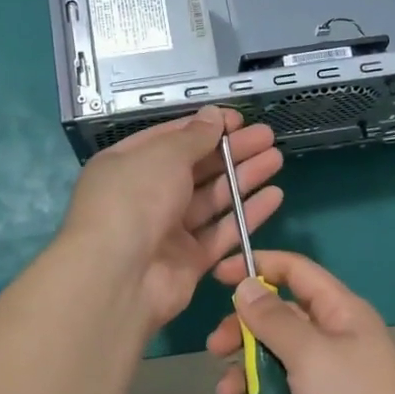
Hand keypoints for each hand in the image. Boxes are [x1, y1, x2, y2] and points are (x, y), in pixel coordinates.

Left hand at [60, 108, 282, 332]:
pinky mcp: (188, 261)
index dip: (205, 127)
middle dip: (231, 151)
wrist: (118, 278)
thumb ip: (193, 137)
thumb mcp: (163, 156)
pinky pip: (222, 232)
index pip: (170, 139)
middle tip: (267, 136)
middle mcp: (145, 196)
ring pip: (212, 199)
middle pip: (195, 168)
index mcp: (127, 165)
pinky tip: (274, 195)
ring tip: (276, 158)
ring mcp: (167, 230)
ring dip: (243, 178)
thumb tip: (214, 115)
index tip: (239, 119)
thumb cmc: (134, 200)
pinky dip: (247, 214)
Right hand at [205, 250, 394, 393]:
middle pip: (276, 319)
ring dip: (244, 376)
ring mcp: (323, 380)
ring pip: (271, 364)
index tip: (219, 277)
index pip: (295, 272)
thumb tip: (248, 285)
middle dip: (242, 331)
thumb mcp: (310, 354)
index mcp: (338, 312)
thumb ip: (274, 319)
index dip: (258, 266)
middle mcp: (330, 339)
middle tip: (215, 349)